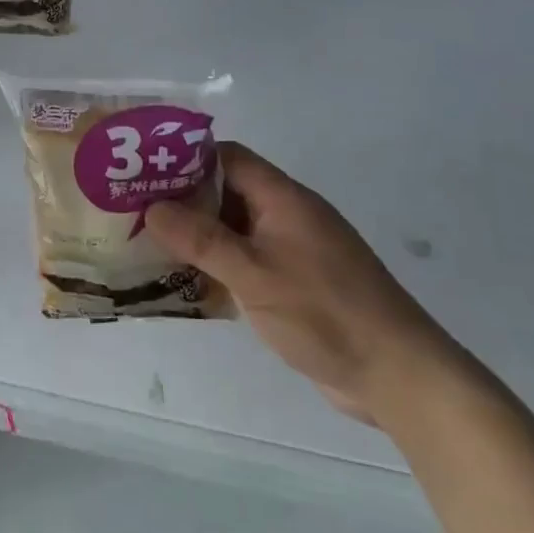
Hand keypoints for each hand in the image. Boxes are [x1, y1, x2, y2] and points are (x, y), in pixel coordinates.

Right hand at [146, 143, 453, 424]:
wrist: (397, 374)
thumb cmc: (324, 312)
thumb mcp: (254, 273)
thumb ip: (202, 239)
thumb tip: (152, 207)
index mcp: (282, 198)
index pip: (227, 158)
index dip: (186, 160)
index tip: (146, 173)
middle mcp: (287, 216)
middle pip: (227, 192)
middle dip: (184, 202)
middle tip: (136, 213)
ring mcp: (293, 251)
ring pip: (234, 231)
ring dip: (199, 238)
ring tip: (150, 248)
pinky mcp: (295, 285)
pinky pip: (247, 263)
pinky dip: (219, 268)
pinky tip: (187, 286)